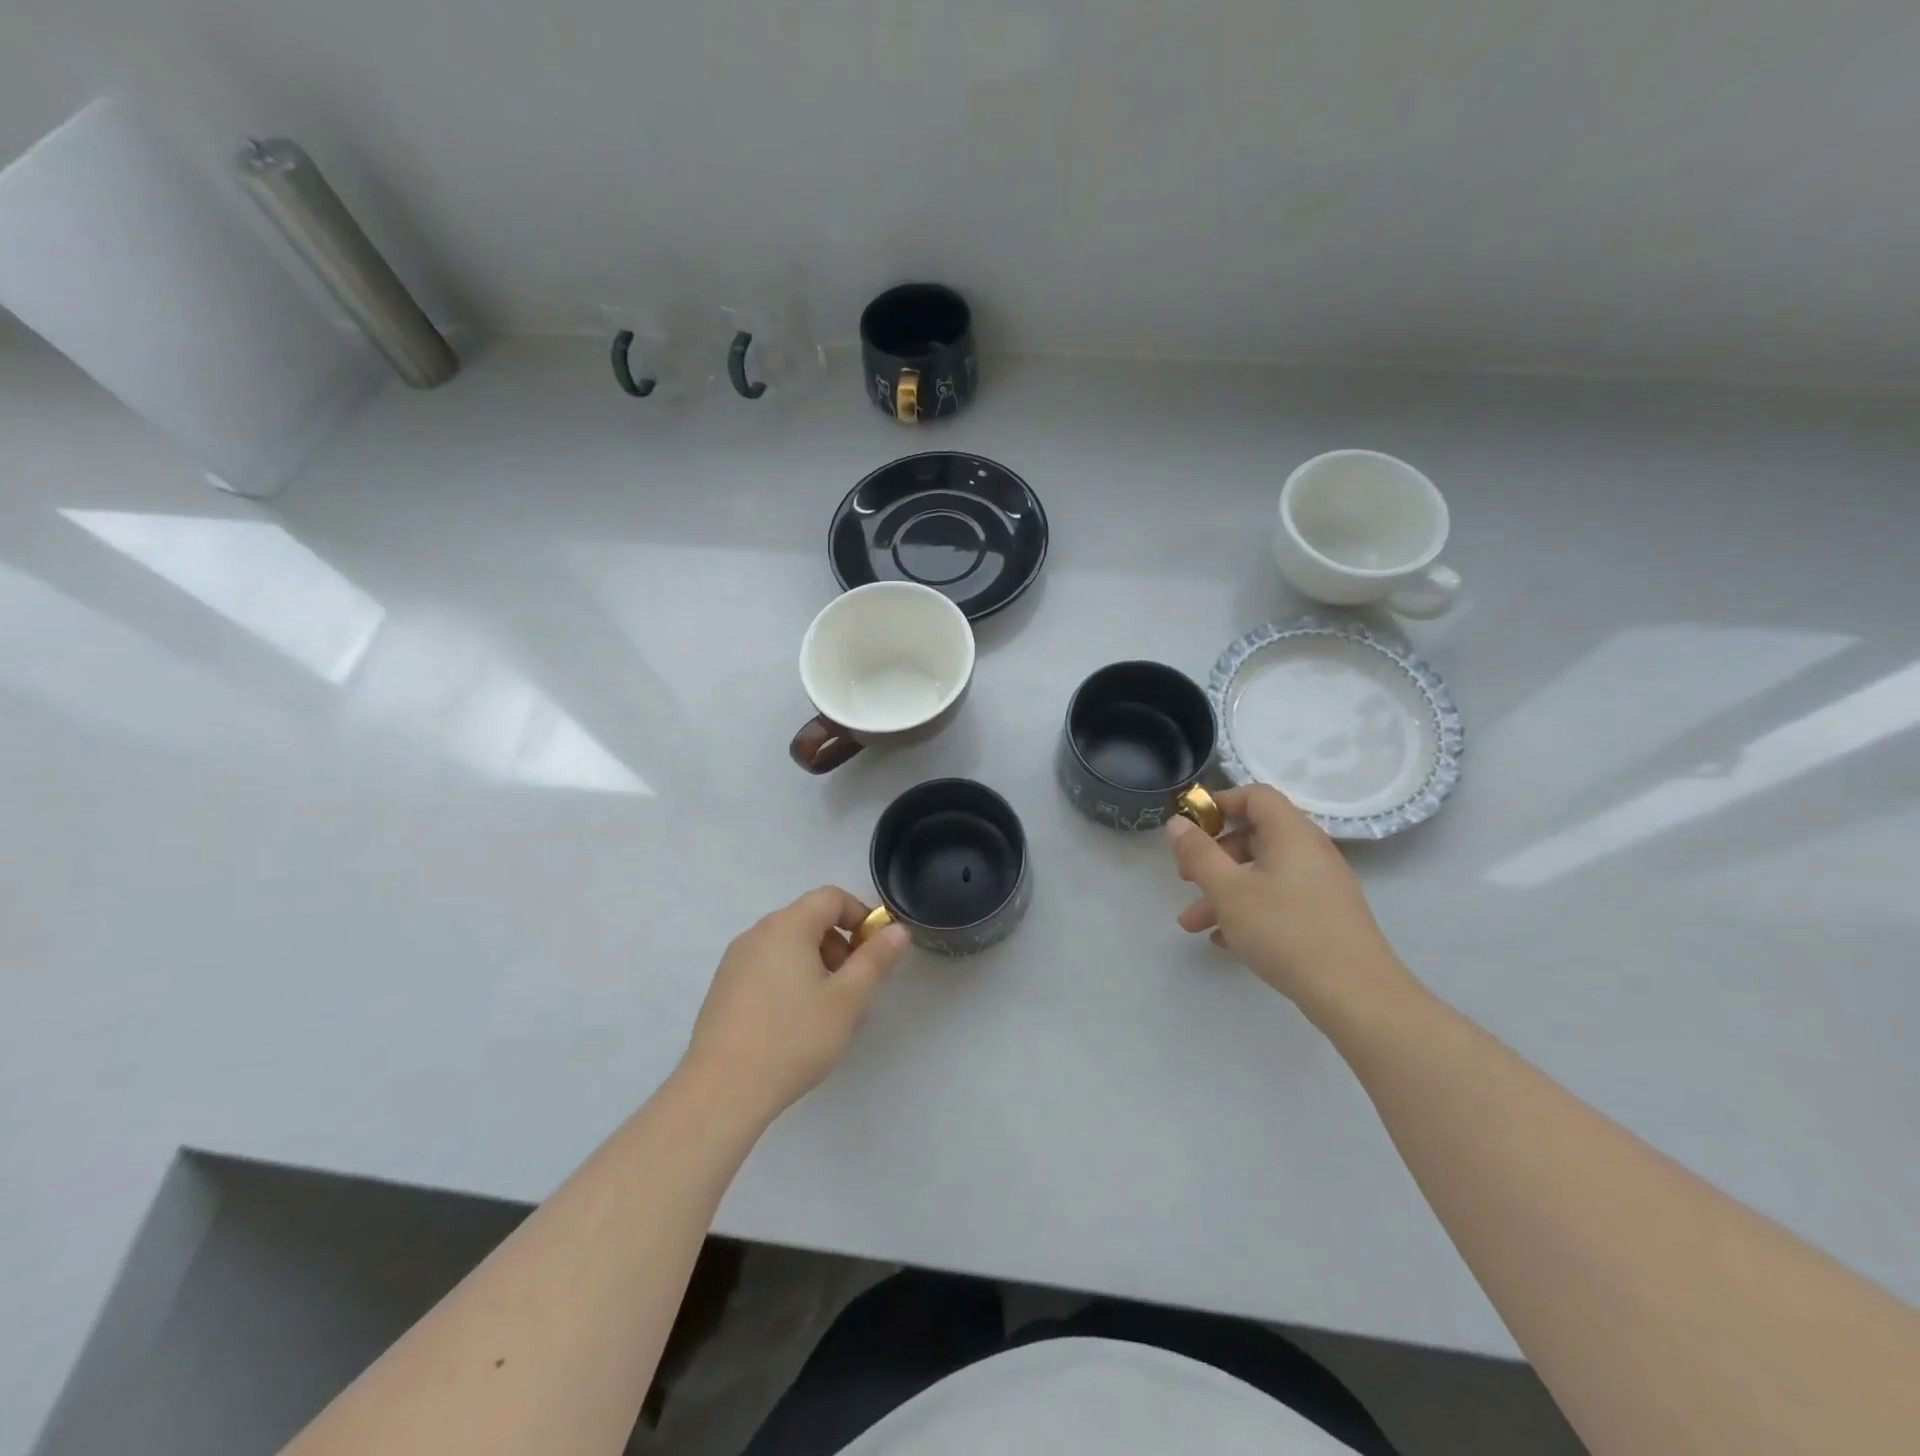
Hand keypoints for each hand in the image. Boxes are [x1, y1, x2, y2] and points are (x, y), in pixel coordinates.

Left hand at [683, 887, 911, 1124]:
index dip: (861, 916)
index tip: (875, 953)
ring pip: (788, 945)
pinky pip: (767, 966)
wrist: (721, 1091)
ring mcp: (735, 960)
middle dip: (839, 945)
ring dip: (816, 964)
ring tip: (827, 1010)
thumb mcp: (847, 1000)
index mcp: (787, 926)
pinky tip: (794, 1023)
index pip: (831, 897)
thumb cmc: (792, 1038)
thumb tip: (898, 930)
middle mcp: (757, 933)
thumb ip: (875, 959)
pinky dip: (790, 978)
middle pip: (809, 919)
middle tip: (853, 988)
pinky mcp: (723, 987)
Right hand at [1168, 785, 1409, 1023]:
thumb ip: (1199, 854)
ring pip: (1263, 874)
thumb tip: (1177, 822)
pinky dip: (1250, 909)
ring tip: (1193, 924)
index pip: (1256, 796)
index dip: (1220, 803)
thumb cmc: (1286, 931)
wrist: (1356, 995)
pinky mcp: (1326, 915)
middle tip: (1186, 879)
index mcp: (1291, 833)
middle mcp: (1310, 851)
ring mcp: (1321, 885)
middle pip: (1255, 836)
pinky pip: (1280, 898)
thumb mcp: (1229, 891)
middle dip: (1214, 857)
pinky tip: (1226, 940)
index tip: (1191, 828)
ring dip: (1225, 891)